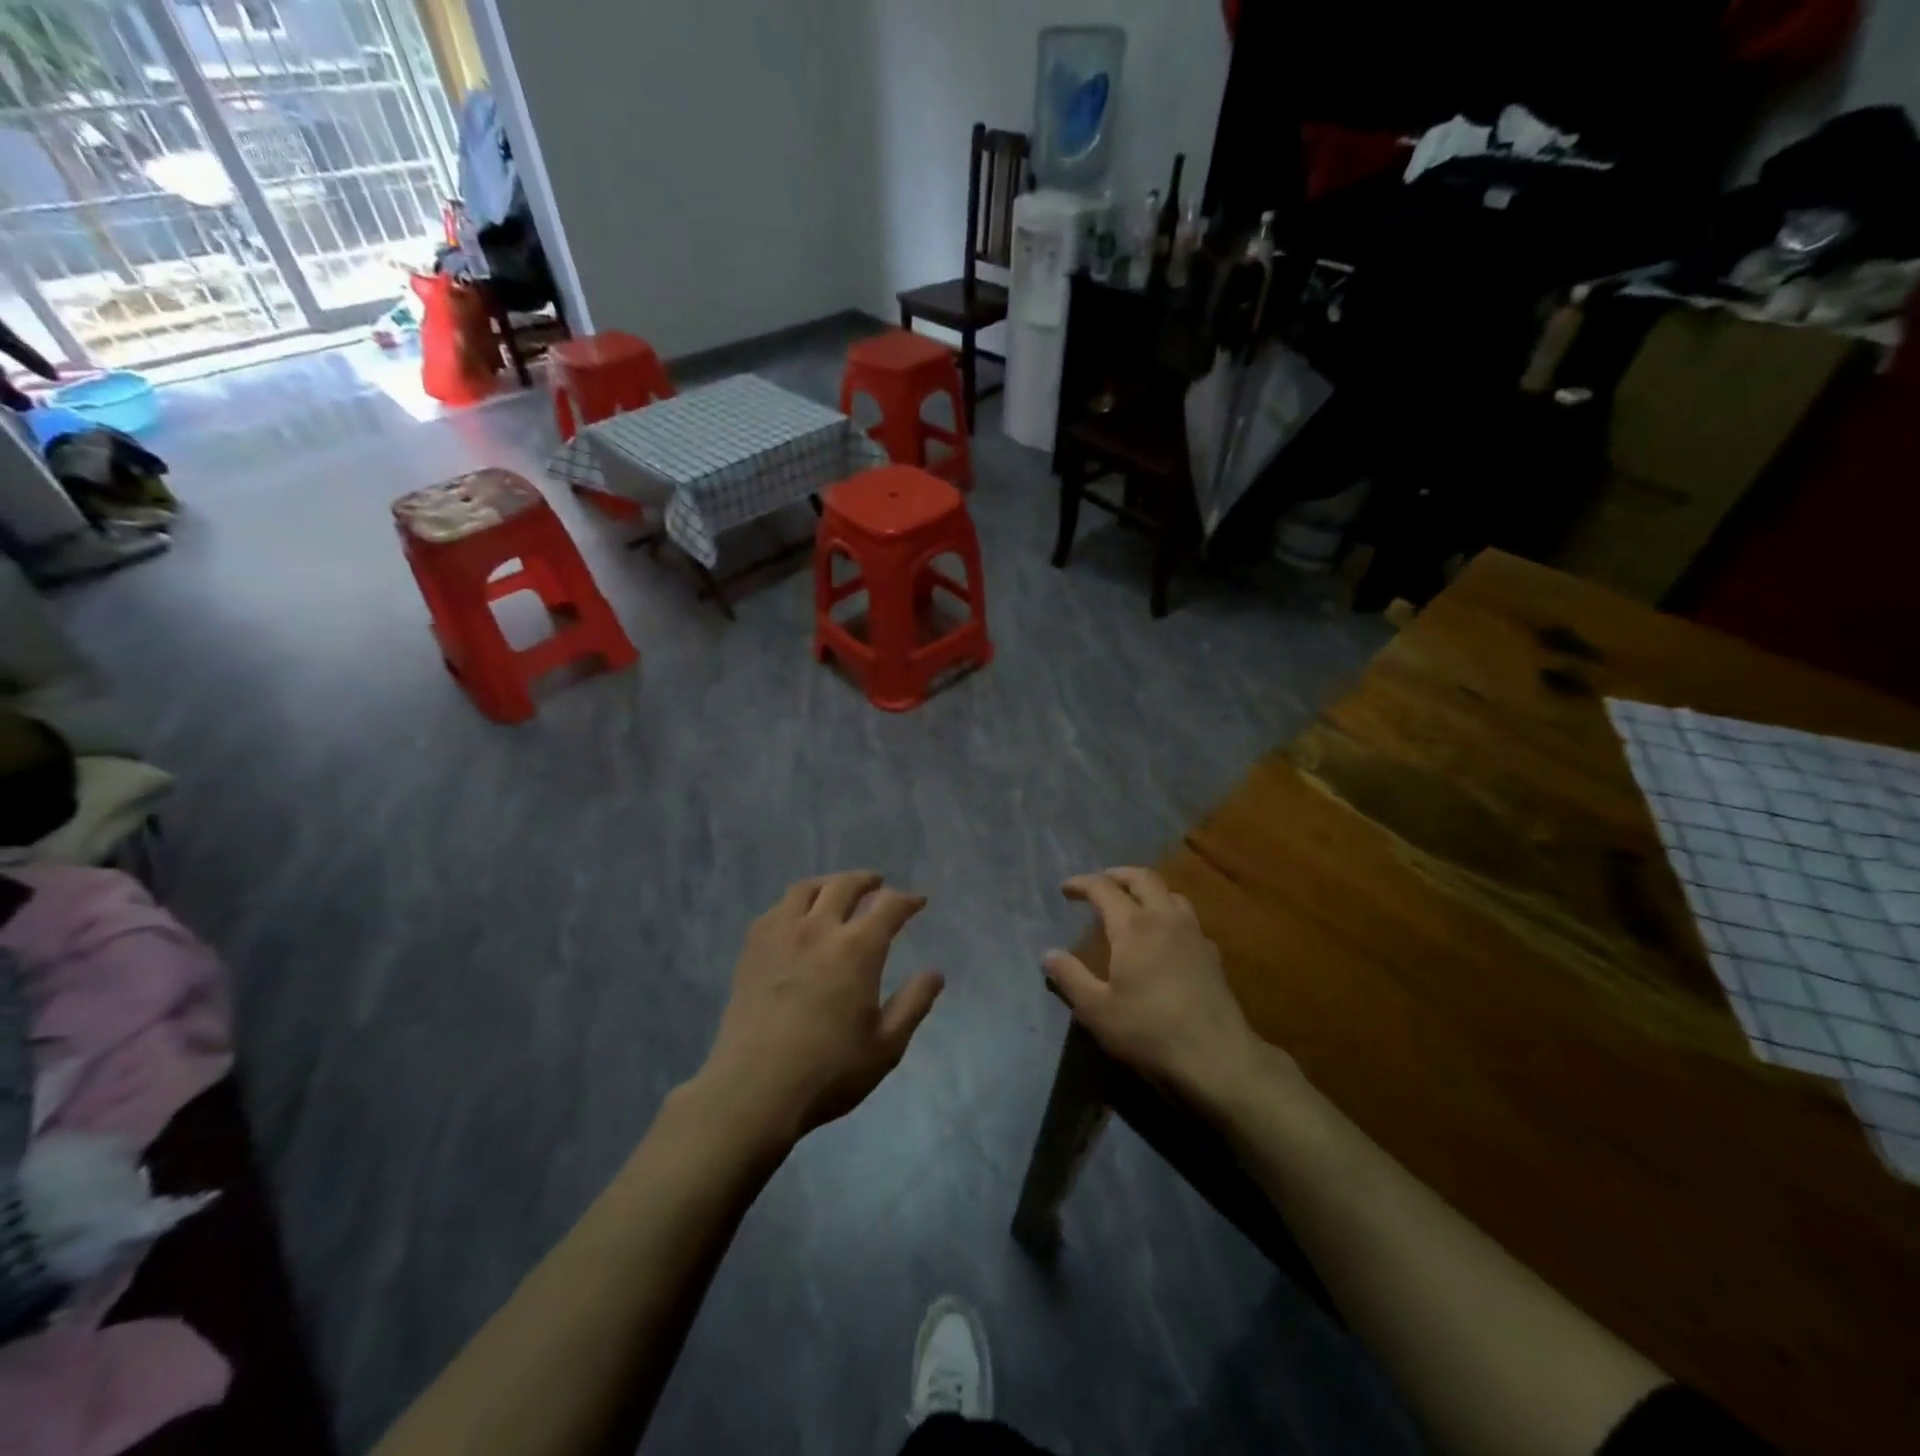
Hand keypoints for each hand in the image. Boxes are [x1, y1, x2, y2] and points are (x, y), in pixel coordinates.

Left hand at [699, 873, 944, 1148]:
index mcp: (857, 949)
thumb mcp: (886, 1046)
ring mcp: (780, 935)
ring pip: (806, 889)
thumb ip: (914, 1004)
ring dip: (829, 884)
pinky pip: (776, 910)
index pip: (888, 906)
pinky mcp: (752, 949)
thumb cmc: (829, 1071)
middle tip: (878, 885)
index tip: (917, 902)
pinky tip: (797, 919)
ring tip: (837, 892)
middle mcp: (819, 929)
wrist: (754, 1090)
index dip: (907, 900)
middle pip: (845, 885)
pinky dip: (795, 904)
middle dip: (867, 881)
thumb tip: (935, 973)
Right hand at [1044, 867, 1272, 1105]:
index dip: (1083, 883)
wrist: (1216, 1057)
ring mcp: (1194, 934)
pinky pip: (1188, 920)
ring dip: (1149, 890)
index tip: (1066, 889)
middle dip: (1119, 875)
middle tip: (1101, 882)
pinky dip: (1170, 916)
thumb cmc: (1149, 1030)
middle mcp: (1165, 918)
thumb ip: (1071, 978)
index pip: (1104, 888)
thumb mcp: (1097, 1010)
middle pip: (1144, 879)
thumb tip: (1048, 954)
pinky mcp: (1212, 955)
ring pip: (1171, 894)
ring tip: (1135, 903)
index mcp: (1133, 926)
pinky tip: (1166, 938)